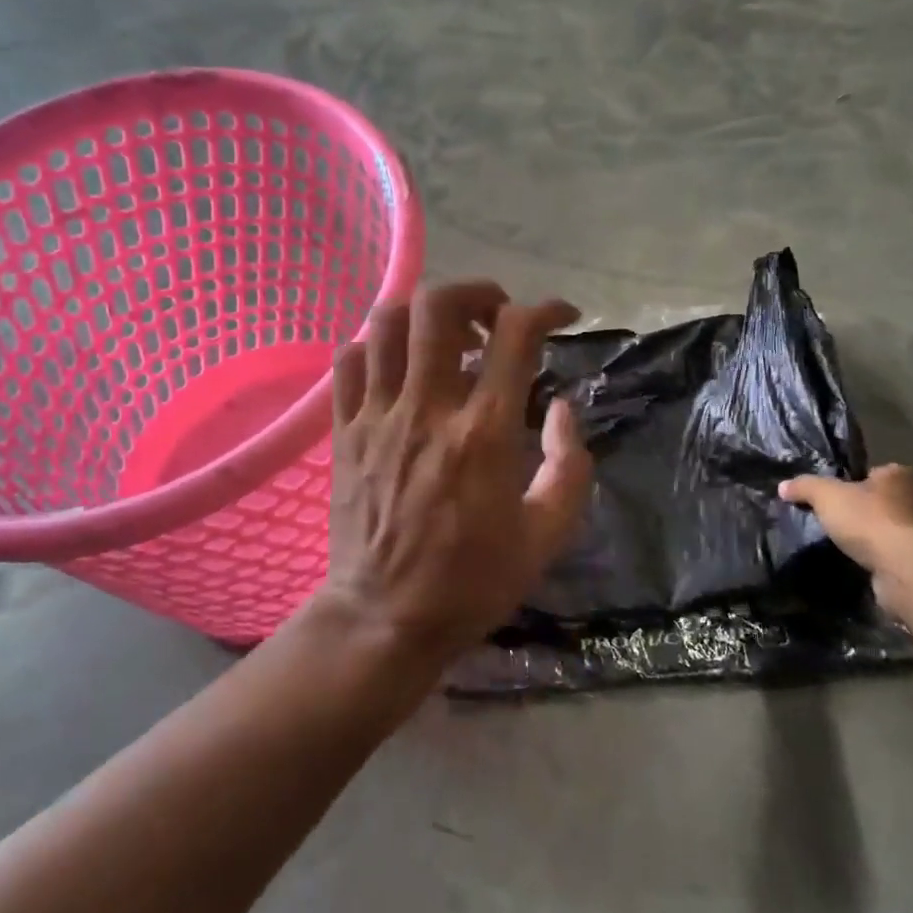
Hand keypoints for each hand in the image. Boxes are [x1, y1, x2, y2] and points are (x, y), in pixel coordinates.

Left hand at [318, 281, 593, 666]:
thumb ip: (569, 466)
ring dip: (423, 313)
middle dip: (475, 292)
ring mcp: (377, 417)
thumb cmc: (472, 581)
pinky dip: (375, 346)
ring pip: (386, 322)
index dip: (545, 310)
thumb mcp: (546, 535)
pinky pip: (348, 361)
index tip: (561, 317)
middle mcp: (427, 409)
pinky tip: (397, 367)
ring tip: (446, 335)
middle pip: (438, 306)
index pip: (515, 336)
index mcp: (484, 434)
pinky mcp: (343, 432)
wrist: (384, 620)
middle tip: (494, 317)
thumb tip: (563, 408)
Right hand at [778, 464, 912, 610]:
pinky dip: (881, 559)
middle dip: (863, 511)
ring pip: (891, 529)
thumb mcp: (826, 495)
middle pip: (883, 501)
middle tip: (836, 522)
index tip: (833, 498)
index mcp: (901, 474)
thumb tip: (783, 486)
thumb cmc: (869, 520)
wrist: (907, 569)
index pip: (874, 473)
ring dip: (873, 537)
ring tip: (845, 546)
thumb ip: (804, 486)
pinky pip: (896, 554)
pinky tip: (862, 564)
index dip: (852, 483)